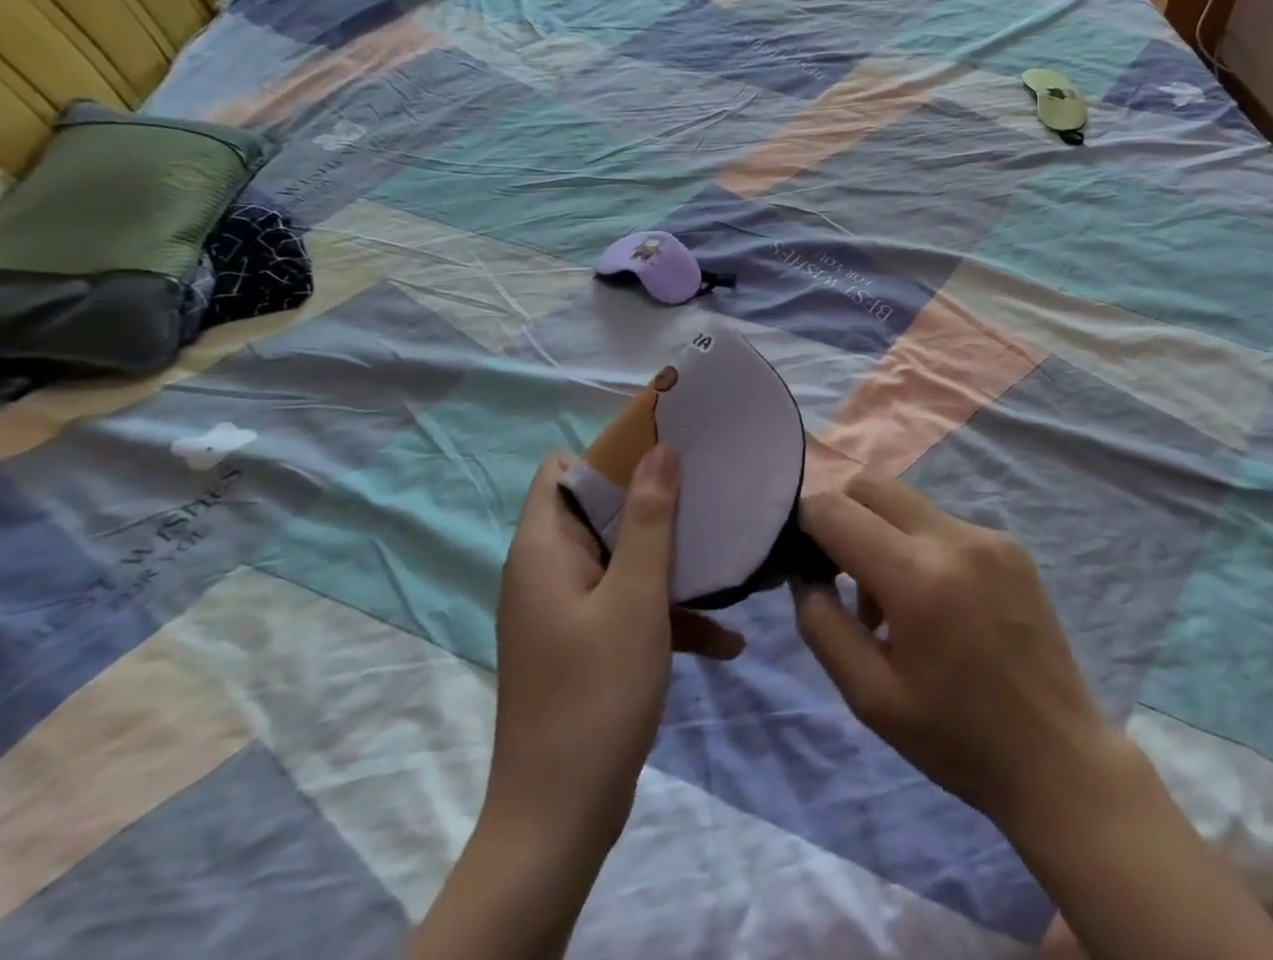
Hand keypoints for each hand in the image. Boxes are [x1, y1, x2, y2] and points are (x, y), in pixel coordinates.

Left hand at [486, 446, 741, 848]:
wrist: (559, 824)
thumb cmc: (596, 695)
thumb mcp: (636, 598)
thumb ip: (651, 519)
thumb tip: (659, 448)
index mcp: (543, 550)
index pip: (561, 471)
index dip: (610, 453)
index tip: (667, 451)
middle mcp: (547, 572)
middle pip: (600, 510)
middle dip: (656, 503)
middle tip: (710, 495)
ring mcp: (566, 611)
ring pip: (622, 559)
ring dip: (671, 561)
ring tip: (728, 560)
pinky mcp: (584, 645)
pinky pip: (628, 607)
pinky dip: (667, 613)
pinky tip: (726, 640)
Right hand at [789, 478, 1131, 839]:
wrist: (1057, 758)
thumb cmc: (957, 739)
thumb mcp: (870, 698)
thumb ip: (823, 626)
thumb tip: (805, 576)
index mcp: (917, 577)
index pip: (838, 510)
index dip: (807, 522)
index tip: (800, 555)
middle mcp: (954, 538)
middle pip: (874, 485)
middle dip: (843, 515)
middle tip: (839, 573)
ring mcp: (988, 535)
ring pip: (909, 505)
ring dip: (883, 536)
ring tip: (893, 608)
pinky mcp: (1011, 545)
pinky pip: (945, 525)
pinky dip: (922, 549)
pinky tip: (939, 607)